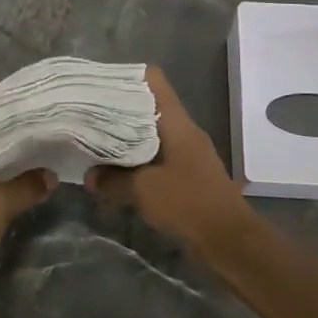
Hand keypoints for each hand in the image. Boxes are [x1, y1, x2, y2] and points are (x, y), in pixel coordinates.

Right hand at [86, 66, 254, 254]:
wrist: (229, 240)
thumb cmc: (188, 203)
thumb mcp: (143, 190)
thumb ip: (112, 180)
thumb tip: (89, 175)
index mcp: (176, 121)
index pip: (153, 80)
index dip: (126, 77)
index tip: (99, 85)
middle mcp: (183, 129)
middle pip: (149, 105)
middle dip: (120, 109)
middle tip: (89, 114)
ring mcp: (188, 151)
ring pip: (152, 131)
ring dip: (127, 135)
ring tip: (97, 139)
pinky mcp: (188, 172)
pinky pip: (158, 153)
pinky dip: (138, 156)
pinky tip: (118, 168)